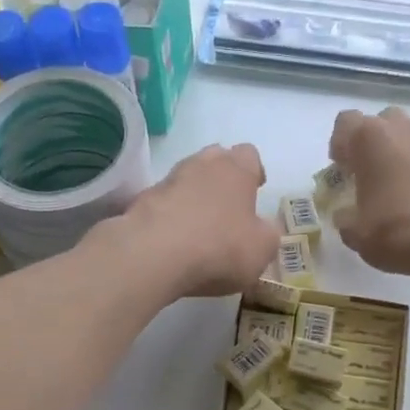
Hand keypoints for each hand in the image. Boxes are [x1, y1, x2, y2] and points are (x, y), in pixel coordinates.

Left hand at [115, 143, 279, 297]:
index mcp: (236, 169)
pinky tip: (173, 239)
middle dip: (222, 177)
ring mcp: (168, 180)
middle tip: (227, 206)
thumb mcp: (262, 249)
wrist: (154, 254)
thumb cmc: (220, 247)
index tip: (255, 191)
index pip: (249, 155)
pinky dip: (170, 214)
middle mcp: (201, 165)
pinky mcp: (142, 201)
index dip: (254, 172)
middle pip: (215, 159)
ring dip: (193, 195)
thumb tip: (264, 228)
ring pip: (186, 178)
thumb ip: (267, 234)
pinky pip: (163, 202)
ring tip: (198, 225)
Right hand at [329, 107, 409, 275]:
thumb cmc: (393, 230)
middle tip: (365, 173)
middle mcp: (402, 131)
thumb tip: (345, 214)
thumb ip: (344, 217)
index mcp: (370, 139)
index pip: (346, 122)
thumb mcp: (355, 231)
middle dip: (371, 143)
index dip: (339, 144)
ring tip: (390, 188)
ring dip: (395, 155)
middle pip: (381, 122)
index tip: (341, 170)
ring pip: (407, 138)